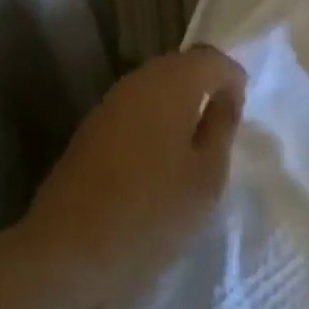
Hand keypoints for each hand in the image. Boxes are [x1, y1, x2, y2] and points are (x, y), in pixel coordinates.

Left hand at [16, 46, 245, 308]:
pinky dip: (154, 123)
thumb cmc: (151, 213)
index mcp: (171, 83)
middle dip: (204, 88)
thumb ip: (221, 127)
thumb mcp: (207, 177)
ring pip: (155, 88)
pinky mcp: (91, 128)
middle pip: (180, 67)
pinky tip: (159, 161)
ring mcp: (109, 103)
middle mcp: (138, 81)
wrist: (67, 250)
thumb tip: (224, 97)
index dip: (232, 77)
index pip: (210, 57)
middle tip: (221, 129)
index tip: (240, 112)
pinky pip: (135, 110)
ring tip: (193, 149)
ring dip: (178, 106)